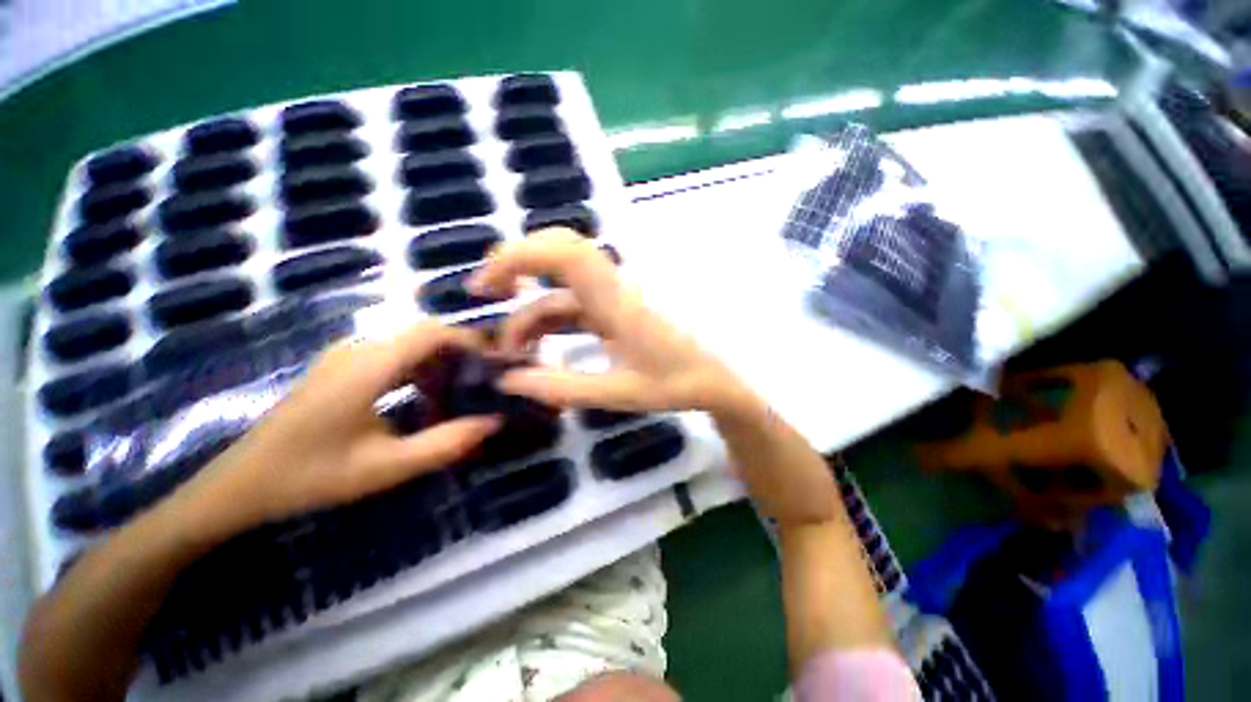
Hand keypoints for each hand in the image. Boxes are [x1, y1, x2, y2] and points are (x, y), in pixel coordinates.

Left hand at [177, 322, 500, 531]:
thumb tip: (493, 422)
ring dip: (439, 364)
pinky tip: (423, 400)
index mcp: (367, 367)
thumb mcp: (385, 467)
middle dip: (458, 354)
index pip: (430, 331)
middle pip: (423, 334)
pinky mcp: (341, 367)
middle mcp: (358, 350)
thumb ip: (445, 444)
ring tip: (456, 396)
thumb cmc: (311, 476)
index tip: (493, 363)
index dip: (468, 340)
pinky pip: (393, 356)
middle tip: (481, 384)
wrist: (241, 485)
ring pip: (409, 344)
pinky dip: (418, 371)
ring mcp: (346, 356)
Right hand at [468, 228, 748, 413]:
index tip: (487, 285)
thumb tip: (509, 380)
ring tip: (509, 349)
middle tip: (485, 295)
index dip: (519, 255)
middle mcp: (614, 287)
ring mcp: (615, 296)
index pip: (565, 253)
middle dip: (516, 264)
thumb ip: (562, 387)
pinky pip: (574, 303)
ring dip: (530, 308)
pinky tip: (535, 347)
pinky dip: (548, 319)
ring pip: (562, 285)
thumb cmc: (676, 384)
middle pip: (560, 248)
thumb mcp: (618, 392)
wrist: (716, 378)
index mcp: (617, 301)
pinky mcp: (616, 308)